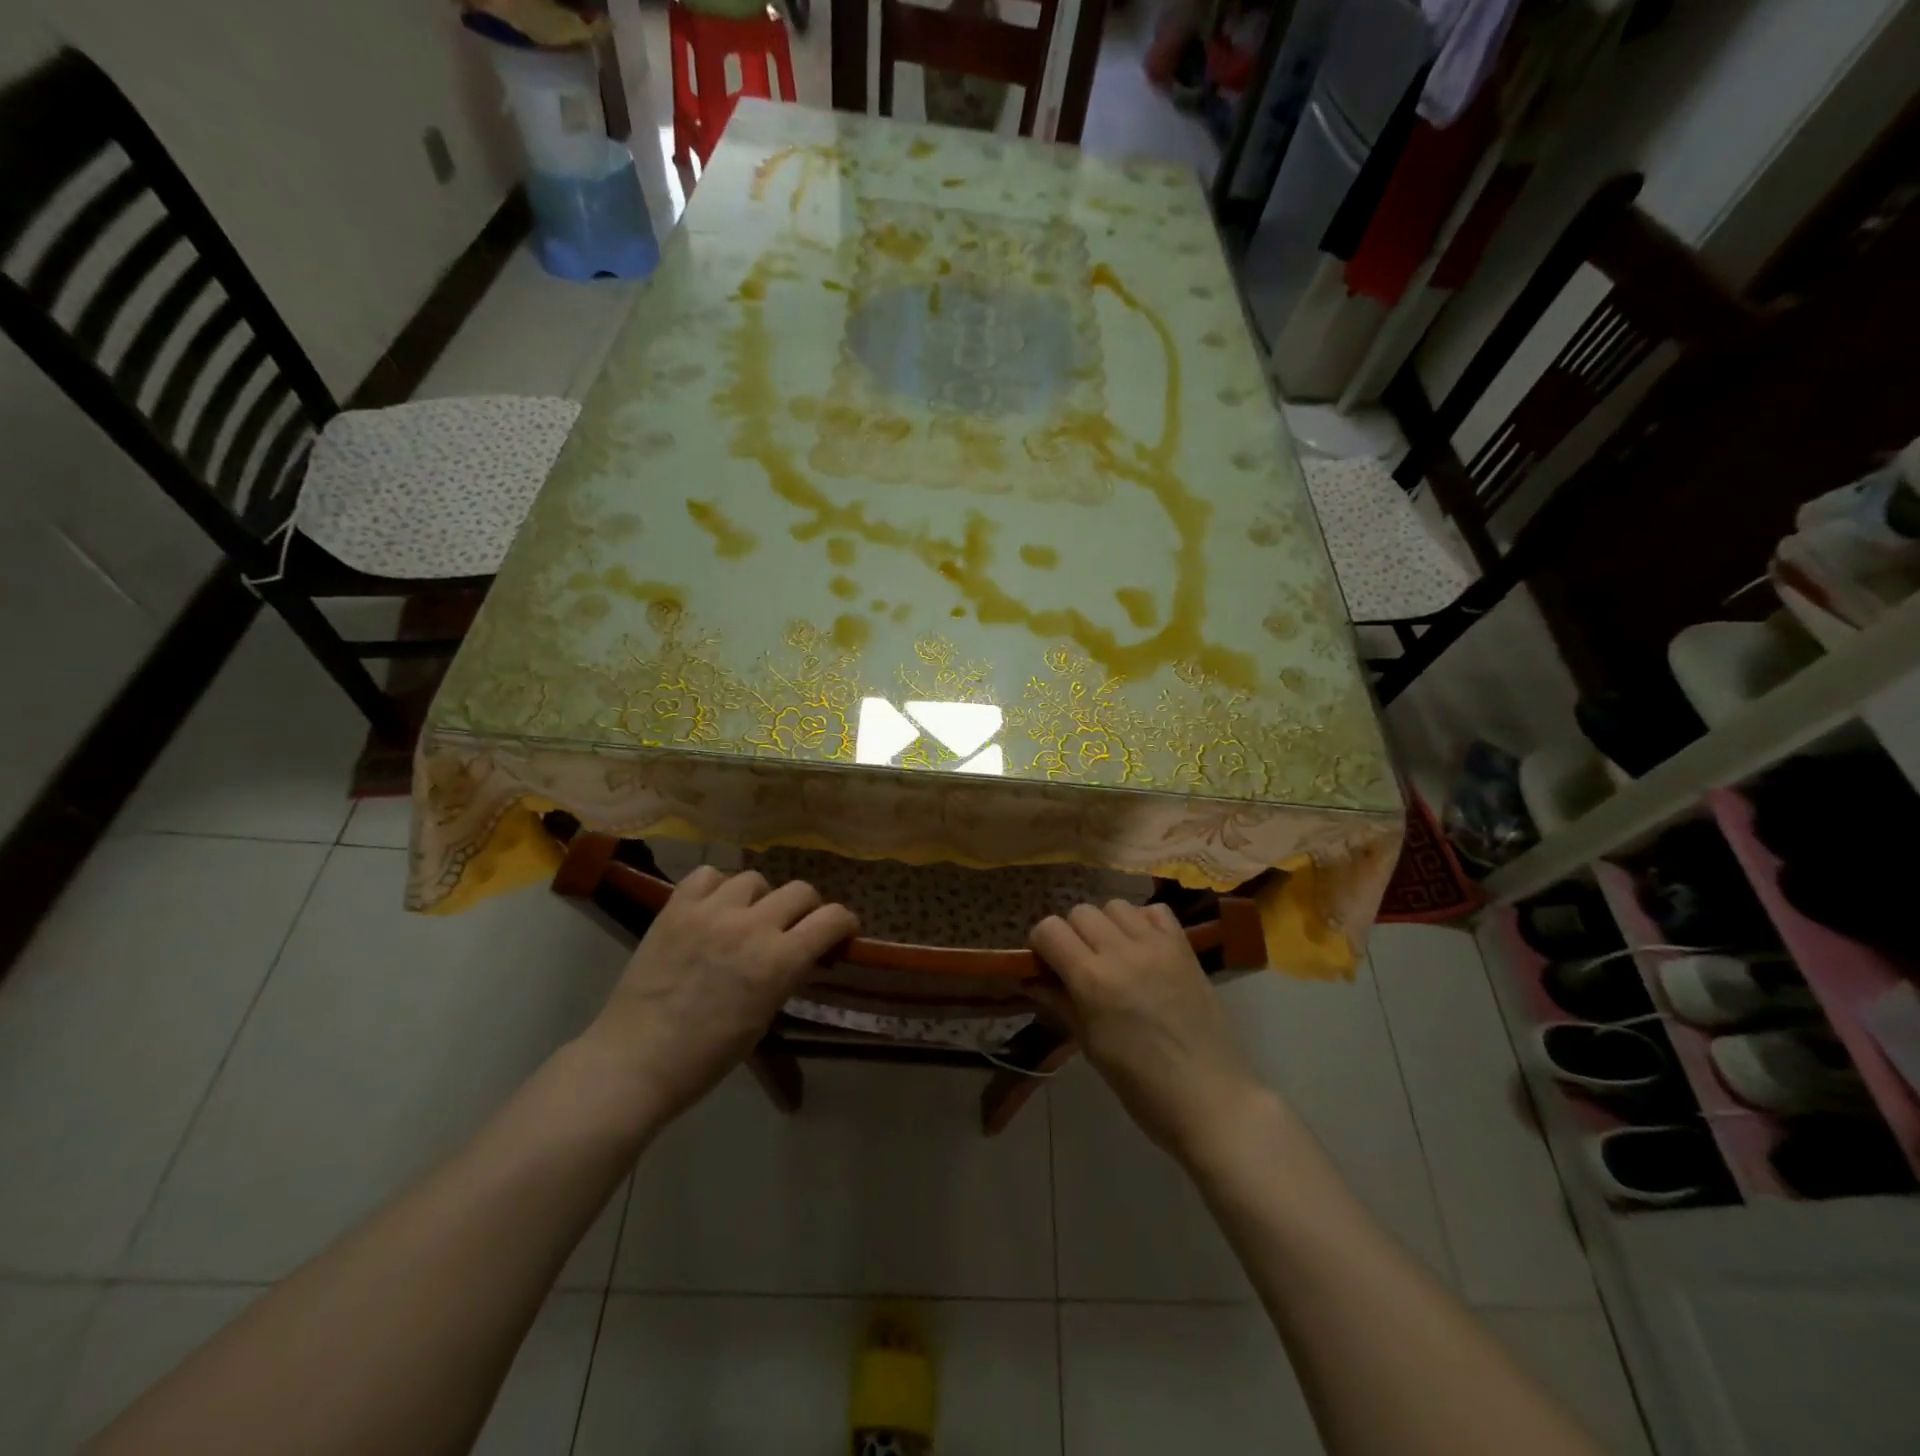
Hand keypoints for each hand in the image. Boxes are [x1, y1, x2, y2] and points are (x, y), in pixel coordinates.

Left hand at [579, 867, 857, 1128]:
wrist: (635, 1059)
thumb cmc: (707, 1056)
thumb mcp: (765, 1016)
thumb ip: (788, 975)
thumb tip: (804, 953)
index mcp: (779, 961)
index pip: (832, 918)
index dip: (844, 922)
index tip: (841, 931)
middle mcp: (751, 926)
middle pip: (800, 890)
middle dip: (807, 909)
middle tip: (794, 927)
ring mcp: (711, 911)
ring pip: (755, 879)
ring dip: (760, 898)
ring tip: (747, 917)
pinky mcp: (677, 907)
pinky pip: (708, 875)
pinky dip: (717, 887)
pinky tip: (713, 908)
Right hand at [1031, 901, 1267, 1163]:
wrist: (1212, 1099)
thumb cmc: (1142, 1086)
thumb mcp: (1091, 1046)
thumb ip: (1060, 1003)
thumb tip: (1031, 980)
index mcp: (1092, 979)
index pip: (1049, 929)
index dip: (1042, 944)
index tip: (1047, 966)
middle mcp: (1122, 951)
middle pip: (1080, 911)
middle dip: (1071, 933)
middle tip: (1079, 963)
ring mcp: (1157, 945)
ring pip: (1115, 905)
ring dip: (1106, 924)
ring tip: (1113, 953)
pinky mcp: (1185, 947)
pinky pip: (1155, 911)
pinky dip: (1142, 921)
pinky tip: (1143, 948)